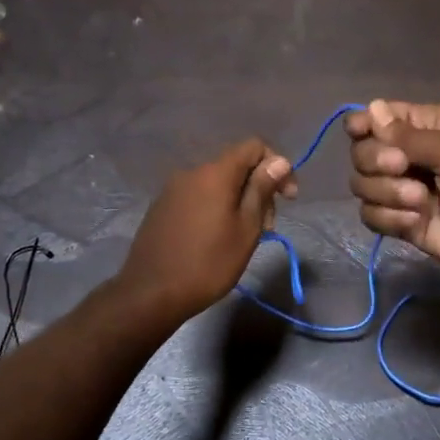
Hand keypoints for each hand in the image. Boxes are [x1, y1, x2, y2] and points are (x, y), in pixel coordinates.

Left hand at [121, 138, 295, 320]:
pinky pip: (199, 197)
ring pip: (217, 184)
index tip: (288, 198)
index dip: (277, 166)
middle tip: (266, 227)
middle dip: (258, 189)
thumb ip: (262, 189)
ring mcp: (173, 189)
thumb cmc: (209, 263)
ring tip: (243, 237)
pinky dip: (216, 208)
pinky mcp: (162, 207)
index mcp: (215, 173)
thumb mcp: (246, 228)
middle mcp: (192, 172)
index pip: (254, 146)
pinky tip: (216, 238)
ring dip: (239, 202)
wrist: (151, 293)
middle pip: (236, 166)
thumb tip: (279, 161)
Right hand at [344, 100, 439, 290]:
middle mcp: (413, 157)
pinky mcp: (405, 224)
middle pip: (363, 153)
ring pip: (364, 186)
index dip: (365, 124)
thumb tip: (370, 108)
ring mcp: (407, 192)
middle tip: (402, 169)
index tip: (359, 132)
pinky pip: (373, 216)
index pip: (381, 117)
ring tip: (419, 203)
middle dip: (376, 162)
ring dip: (385, 193)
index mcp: (430, 128)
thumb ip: (407, 135)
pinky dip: (388, 218)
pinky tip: (415, 222)